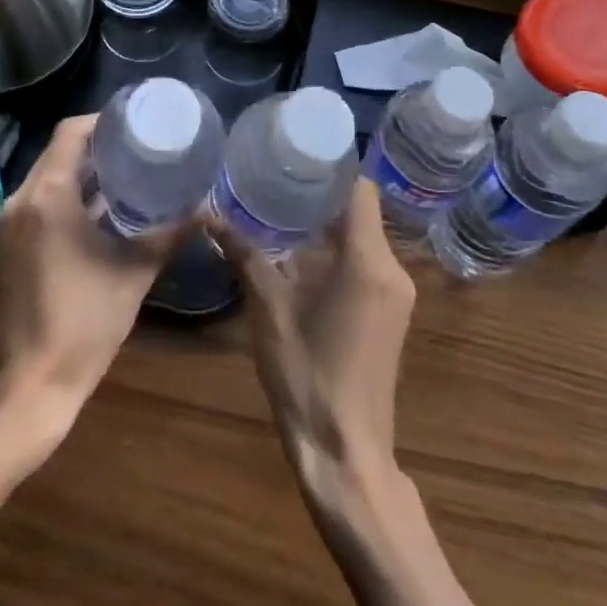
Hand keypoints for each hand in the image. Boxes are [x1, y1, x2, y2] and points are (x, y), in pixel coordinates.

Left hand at [0, 115, 180, 432]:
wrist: (32, 383)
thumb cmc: (85, 322)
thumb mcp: (136, 272)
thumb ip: (170, 233)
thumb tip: (206, 207)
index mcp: (48, 195)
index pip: (71, 132)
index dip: (103, 120)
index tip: (137, 121)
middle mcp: (23, 199)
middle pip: (59, 150)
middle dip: (99, 144)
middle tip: (141, 144)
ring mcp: (13, 222)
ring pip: (50, 175)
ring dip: (85, 170)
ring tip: (130, 169)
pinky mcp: (13, 243)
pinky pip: (43, 199)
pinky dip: (71, 193)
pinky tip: (106, 206)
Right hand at [216, 182, 416, 499]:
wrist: (345, 453)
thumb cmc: (306, 376)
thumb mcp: (268, 310)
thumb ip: (244, 255)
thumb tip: (208, 216)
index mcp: (368, 261)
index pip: (360, 189)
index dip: (333, 165)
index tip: (298, 152)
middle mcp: (393, 269)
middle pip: (362, 210)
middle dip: (323, 192)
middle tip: (279, 175)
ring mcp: (398, 294)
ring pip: (365, 236)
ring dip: (330, 222)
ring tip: (284, 207)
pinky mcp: (392, 313)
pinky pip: (369, 261)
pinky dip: (340, 248)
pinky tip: (303, 252)